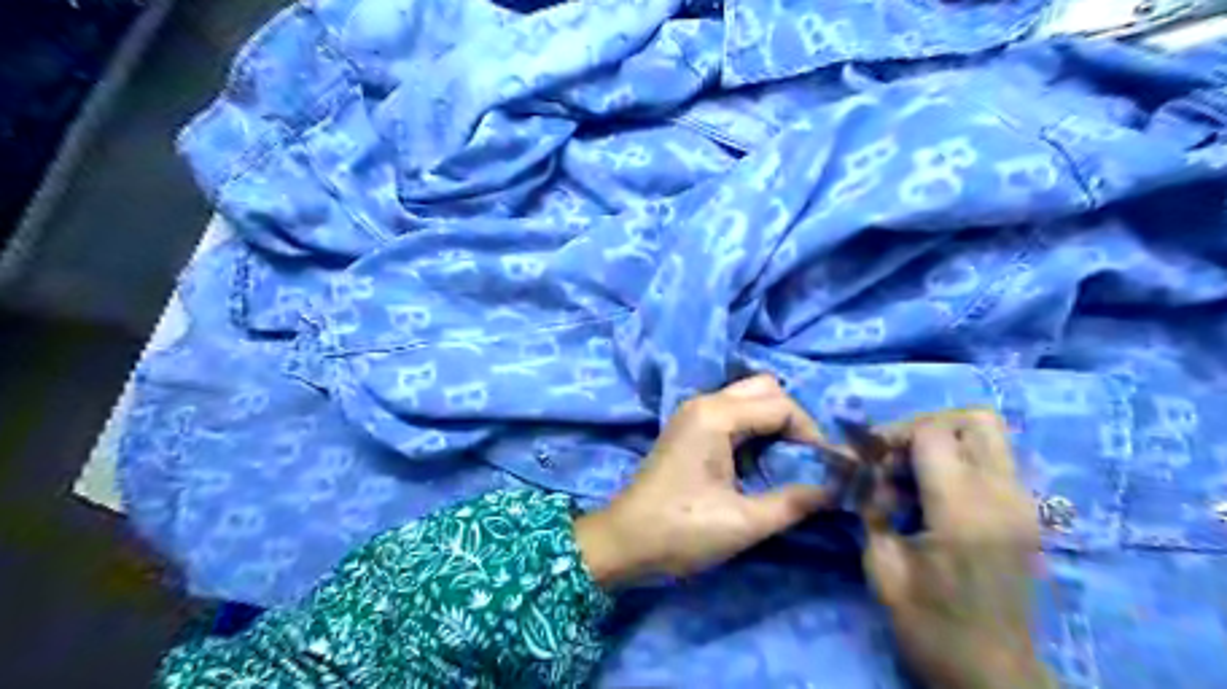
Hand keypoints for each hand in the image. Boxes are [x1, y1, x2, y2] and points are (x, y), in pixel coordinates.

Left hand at [579, 376, 832, 586]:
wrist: (623, 542)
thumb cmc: (681, 531)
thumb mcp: (744, 522)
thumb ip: (795, 501)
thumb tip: (837, 490)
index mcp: (716, 416)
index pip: (781, 405)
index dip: (811, 433)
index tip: (827, 466)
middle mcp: (704, 402)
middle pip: (764, 389)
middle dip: (793, 418)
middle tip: (807, 457)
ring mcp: (693, 412)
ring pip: (748, 397)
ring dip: (774, 422)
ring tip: (788, 461)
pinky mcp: (688, 427)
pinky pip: (732, 412)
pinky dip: (754, 428)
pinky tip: (760, 461)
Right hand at [857, 410, 1048, 687]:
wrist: (993, 676)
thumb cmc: (930, 626)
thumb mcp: (882, 565)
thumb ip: (871, 505)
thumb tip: (862, 469)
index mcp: (964, 511)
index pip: (933, 432)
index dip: (893, 434)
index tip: (868, 459)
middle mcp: (1004, 496)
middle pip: (973, 419)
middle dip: (925, 425)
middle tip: (895, 455)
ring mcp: (1024, 503)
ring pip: (988, 433)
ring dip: (943, 439)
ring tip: (911, 472)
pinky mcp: (1026, 513)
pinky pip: (993, 459)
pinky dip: (959, 458)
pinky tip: (933, 491)